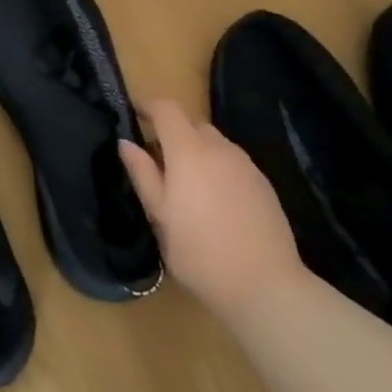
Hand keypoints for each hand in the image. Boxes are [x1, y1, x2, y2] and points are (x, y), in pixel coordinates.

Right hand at [119, 99, 304, 317]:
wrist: (265, 285)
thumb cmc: (200, 252)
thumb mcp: (160, 216)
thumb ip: (143, 174)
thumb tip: (125, 142)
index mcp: (189, 151)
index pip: (167, 109)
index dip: (148, 106)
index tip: (134, 115)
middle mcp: (220, 148)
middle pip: (191, 123)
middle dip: (171, 133)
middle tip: (156, 163)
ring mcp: (246, 164)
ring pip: (213, 142)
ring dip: (195, 150)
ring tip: (185, 186)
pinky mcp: (263, 183)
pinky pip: (231, 161)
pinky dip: (216, 167)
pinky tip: (214, 202)